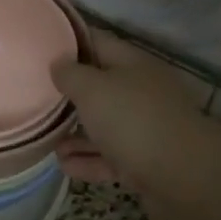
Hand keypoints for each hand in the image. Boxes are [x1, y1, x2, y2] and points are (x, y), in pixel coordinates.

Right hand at [51, 31, 220, 201]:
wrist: (183, 178)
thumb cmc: (133, 121)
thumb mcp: (92, 89)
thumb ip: (70, 73)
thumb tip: (59, 63)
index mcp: (133, 64)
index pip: (97, 41)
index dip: (69, 42)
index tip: (41, 50)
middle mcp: (142, 91)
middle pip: (101, 86)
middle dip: (70, 93)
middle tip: (37, 98)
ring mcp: (146, 128)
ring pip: (105, 125)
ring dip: (76, 133)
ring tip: (45, 139)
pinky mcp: (146, 161)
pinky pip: (111, 157)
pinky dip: (88, 160)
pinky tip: (64, 166)